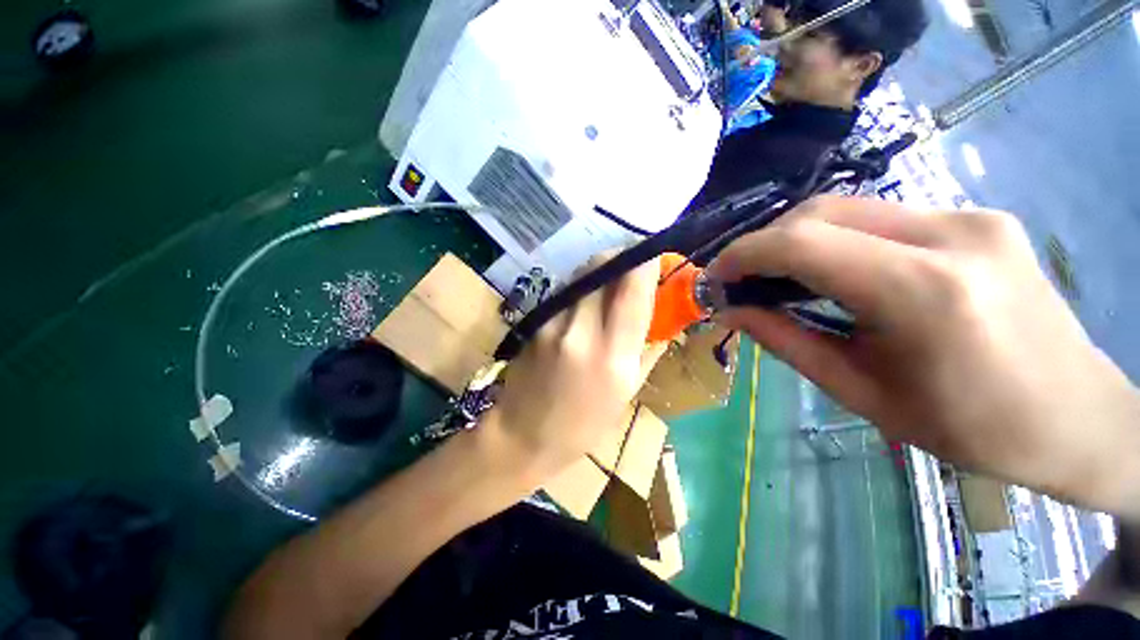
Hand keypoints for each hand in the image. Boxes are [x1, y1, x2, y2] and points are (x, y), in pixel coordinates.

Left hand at [484, 256, 663, 481]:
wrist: (522, 434)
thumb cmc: (584, 425)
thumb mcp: (627, 392)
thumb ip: (647, 346)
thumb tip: (659, 312)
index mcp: (613, 356)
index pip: (632, 288)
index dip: (646, 262)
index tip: (656, 256)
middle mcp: (581, 331)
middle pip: (602, 266)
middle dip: (622, 258)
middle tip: (635, 266)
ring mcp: (552, 322)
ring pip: (582, 273)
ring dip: (602, 270)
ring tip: (612, 284)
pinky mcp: (535, 319)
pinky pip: (566, 290)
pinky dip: (583, 286)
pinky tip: (587, 302)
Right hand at [709, 196, 1139, 518]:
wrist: (1077, 416)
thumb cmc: (971, 426)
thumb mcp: (862, 392)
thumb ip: (786, 341)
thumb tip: (731, 312)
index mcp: (925, 292)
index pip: (803, 242)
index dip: (744, 254)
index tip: (716, 277)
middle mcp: (951, 234)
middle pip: (823, 211)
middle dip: (766, 243)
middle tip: (743, 279)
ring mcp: (970, 216)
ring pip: (850, 207)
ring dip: (798, 239)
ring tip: (780, 278)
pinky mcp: (976, 217)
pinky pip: (881, 217)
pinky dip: (837, 240)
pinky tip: (835, 273)